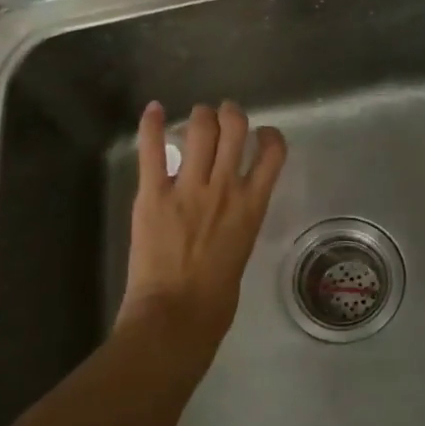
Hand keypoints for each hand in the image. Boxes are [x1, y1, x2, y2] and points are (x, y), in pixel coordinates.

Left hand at [118, 100, 287, 362]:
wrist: (177, 315)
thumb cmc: (216, 298)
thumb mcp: (242, 250)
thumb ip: (239, 221)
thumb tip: (230, 211)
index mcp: (252, 205)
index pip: (272, 153)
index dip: (270, 135)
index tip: (262, 134)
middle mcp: (224, 187)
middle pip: (234, 128)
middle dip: (230, 114)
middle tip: (223, 116)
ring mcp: (188, 187)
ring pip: (200, 129)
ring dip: (200, 116)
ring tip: (197, 117)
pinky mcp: (153, 193)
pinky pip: (153, 150)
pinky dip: (152, 125)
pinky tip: (153, 110)